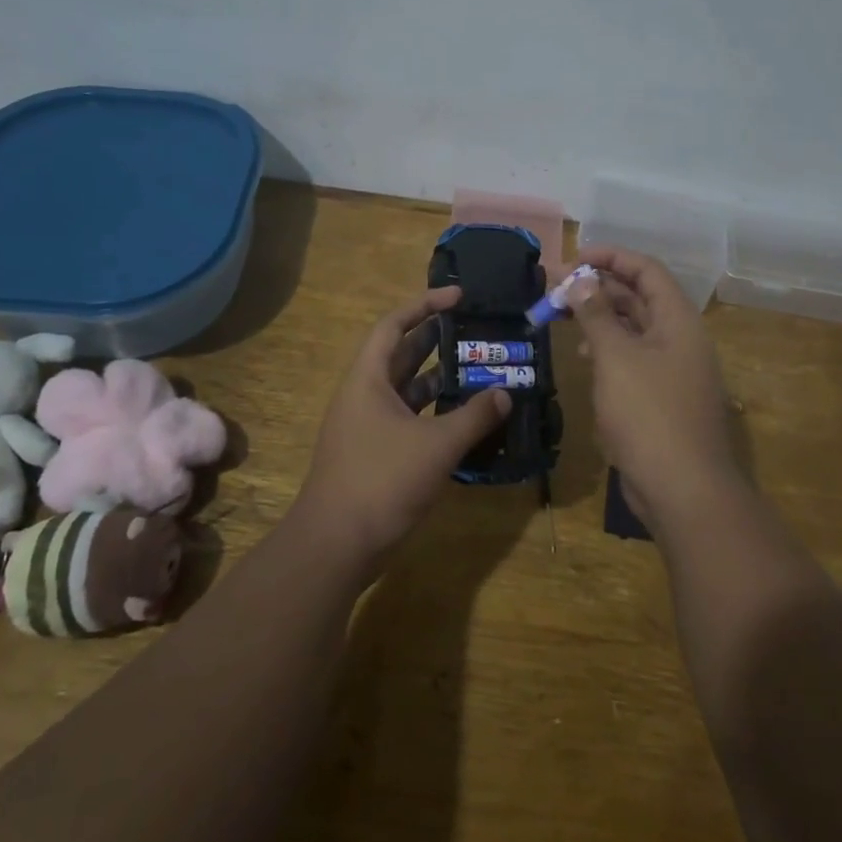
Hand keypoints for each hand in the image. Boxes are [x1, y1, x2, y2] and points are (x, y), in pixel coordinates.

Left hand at [295, 285, 510, 576]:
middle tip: (475, 331)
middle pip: (401, 354)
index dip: (425, 304)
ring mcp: (367, 426)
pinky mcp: (375, 454)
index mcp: (368, 379)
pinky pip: (408, 420)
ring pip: (407, 390)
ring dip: (438, 379)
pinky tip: (463, 420)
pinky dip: (434, 414)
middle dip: (436, 339)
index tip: (458, 296)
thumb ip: (474, 416)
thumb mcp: (437, 445)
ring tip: (477, 370)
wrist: (336, 545)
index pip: (394, 325)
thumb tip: (504, 393)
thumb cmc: (382, 480)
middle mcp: (364, 395)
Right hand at [571, 246, 737, 529]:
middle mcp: (678, 339)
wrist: (683, 489)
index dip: (611, 257)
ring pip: (633, 330)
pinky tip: (584, 359)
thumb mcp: (616, 357)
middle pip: (638, 298)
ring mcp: (672, 370)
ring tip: (563, 319)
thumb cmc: (648, 414)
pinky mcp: (660, 398)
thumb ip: (596, 315)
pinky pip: (632, 360)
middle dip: (598, 288)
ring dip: (599, 319)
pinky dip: (607, 352)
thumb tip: (581, 280)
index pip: (646, 270)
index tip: (573, 258)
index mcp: (677, 321)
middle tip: (556, 289)